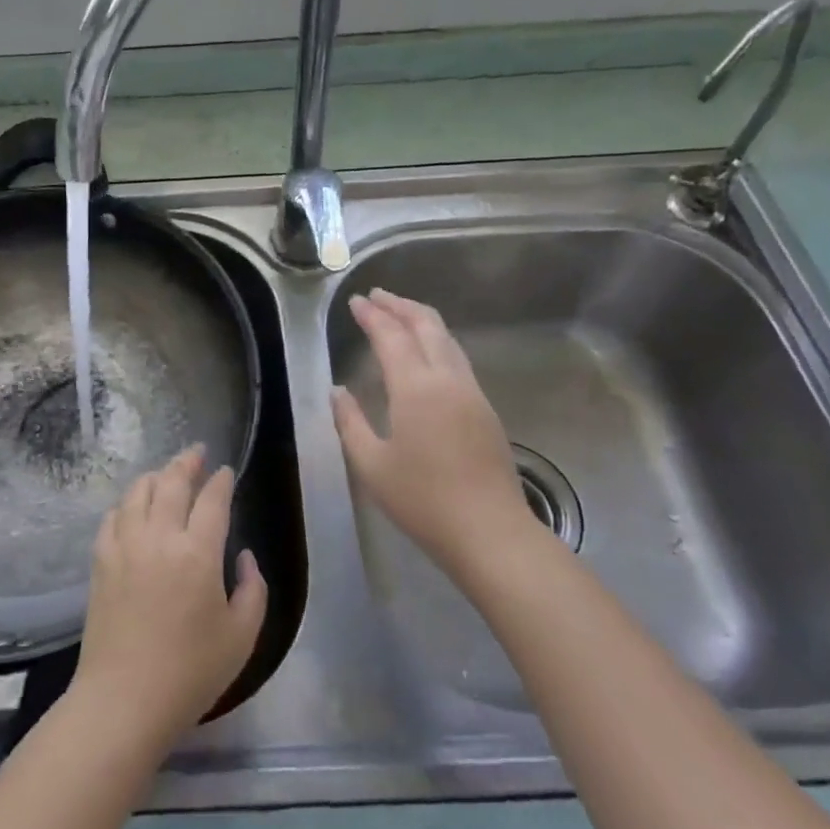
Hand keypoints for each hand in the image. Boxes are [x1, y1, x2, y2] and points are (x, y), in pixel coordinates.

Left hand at [68, 446, 267, 756]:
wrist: (123, 700)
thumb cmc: (190, 673)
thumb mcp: (242, 637)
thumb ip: (253, 589)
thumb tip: (242, 556)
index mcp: (198, 552)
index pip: (213, 499)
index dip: (221, 480)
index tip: (226, 471)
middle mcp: (160, 537)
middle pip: (172, 481)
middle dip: (187, 462)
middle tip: (197, 452)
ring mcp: (125, 546)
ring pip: (138, 491)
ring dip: (156, 476)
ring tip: (166, 474)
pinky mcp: (101, 561)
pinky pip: (113, 516)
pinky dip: (127, 504)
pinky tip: (133, 508)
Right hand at [331, 288, 537, 580]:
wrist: (490, 532)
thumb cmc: (423, 500)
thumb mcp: (371, 465)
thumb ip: (351, 422)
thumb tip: (338, 391)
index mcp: (416, 388)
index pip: (391, 336)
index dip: (372, 315)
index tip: (356, 301)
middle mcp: (447, 379)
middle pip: (426, 325)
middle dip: (400, 305)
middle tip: (377, 296)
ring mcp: (472, 392)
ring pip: (447, 339)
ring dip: (421, 320)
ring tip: (400, 314)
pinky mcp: (485, 409)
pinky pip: (457, 358)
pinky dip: (437, 340)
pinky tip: (427, 353)